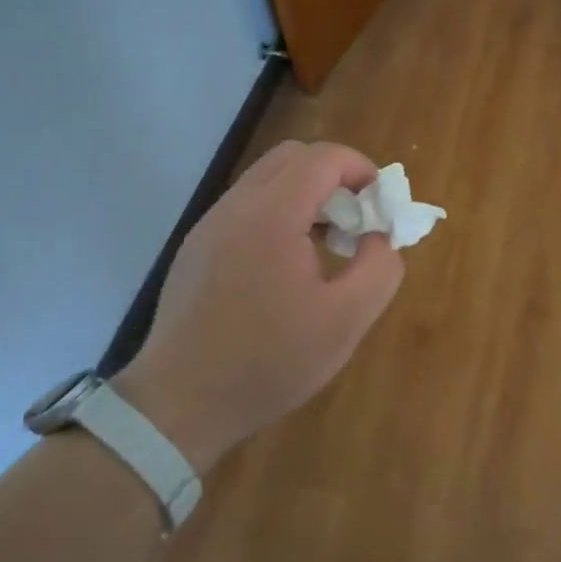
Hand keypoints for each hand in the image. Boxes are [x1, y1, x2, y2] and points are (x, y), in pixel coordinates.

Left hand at [114, 140, 403, 469]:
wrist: (180, 404)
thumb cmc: (269, 361)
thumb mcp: (346, 321)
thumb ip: (380, 268)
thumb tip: (379, 237)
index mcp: (272, 214)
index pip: (323, 157)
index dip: (361, 168)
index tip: (380, 204)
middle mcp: (236, 206)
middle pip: (292, 157)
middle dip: (333, 177)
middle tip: (354, 221)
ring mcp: (210, 225)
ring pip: (266, 180)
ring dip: (305, 196)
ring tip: (325, 247)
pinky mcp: (196, 247)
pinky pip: (246, 207)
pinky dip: (278, 214)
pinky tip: (287, 267)